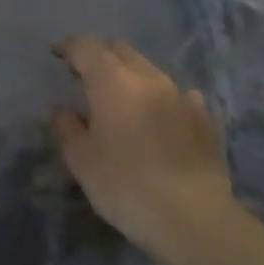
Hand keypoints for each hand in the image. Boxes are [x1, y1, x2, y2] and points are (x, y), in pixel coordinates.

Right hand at [51, 36, 241, 264]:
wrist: (191, 217)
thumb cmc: (123, 185)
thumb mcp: (80, 159)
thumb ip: (66, 127)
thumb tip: (62, 110)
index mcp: (113, 82)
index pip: (87, 47)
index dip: (69, 47)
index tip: (57, 55)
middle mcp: (150, 79)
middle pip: (121, 51)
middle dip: (100, 56)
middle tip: (85, 74)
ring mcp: (183, 96)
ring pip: (151, 70)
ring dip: (131, 76)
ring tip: (121, 98)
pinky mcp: (206, 118)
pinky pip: (179, 95)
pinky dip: (161, 99)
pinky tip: (159, 117)